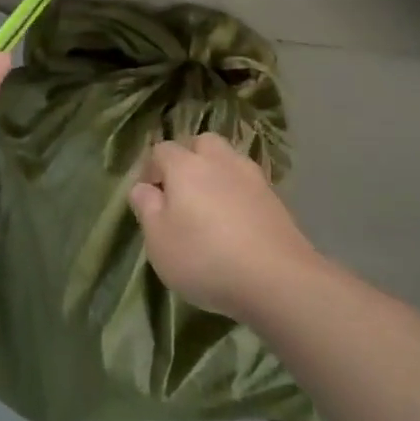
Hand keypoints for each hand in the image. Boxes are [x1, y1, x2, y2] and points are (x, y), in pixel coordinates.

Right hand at [129, 133, 321, 321]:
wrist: (277, 278)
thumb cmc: (205, 258)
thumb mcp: (159, 241)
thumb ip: (147, 208)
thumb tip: (142, 187)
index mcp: (185, 165)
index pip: (162, 150)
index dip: (151, 168)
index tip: (149, 195)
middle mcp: (219, 160)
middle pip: (201, 143)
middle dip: (188, 158)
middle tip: (181, 192)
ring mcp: (251, 176)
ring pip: (228, 159)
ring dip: (215, 172)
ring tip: (209, 205)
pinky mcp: (274, 197)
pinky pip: (248, 182)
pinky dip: (238, 191)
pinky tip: (236, 219)